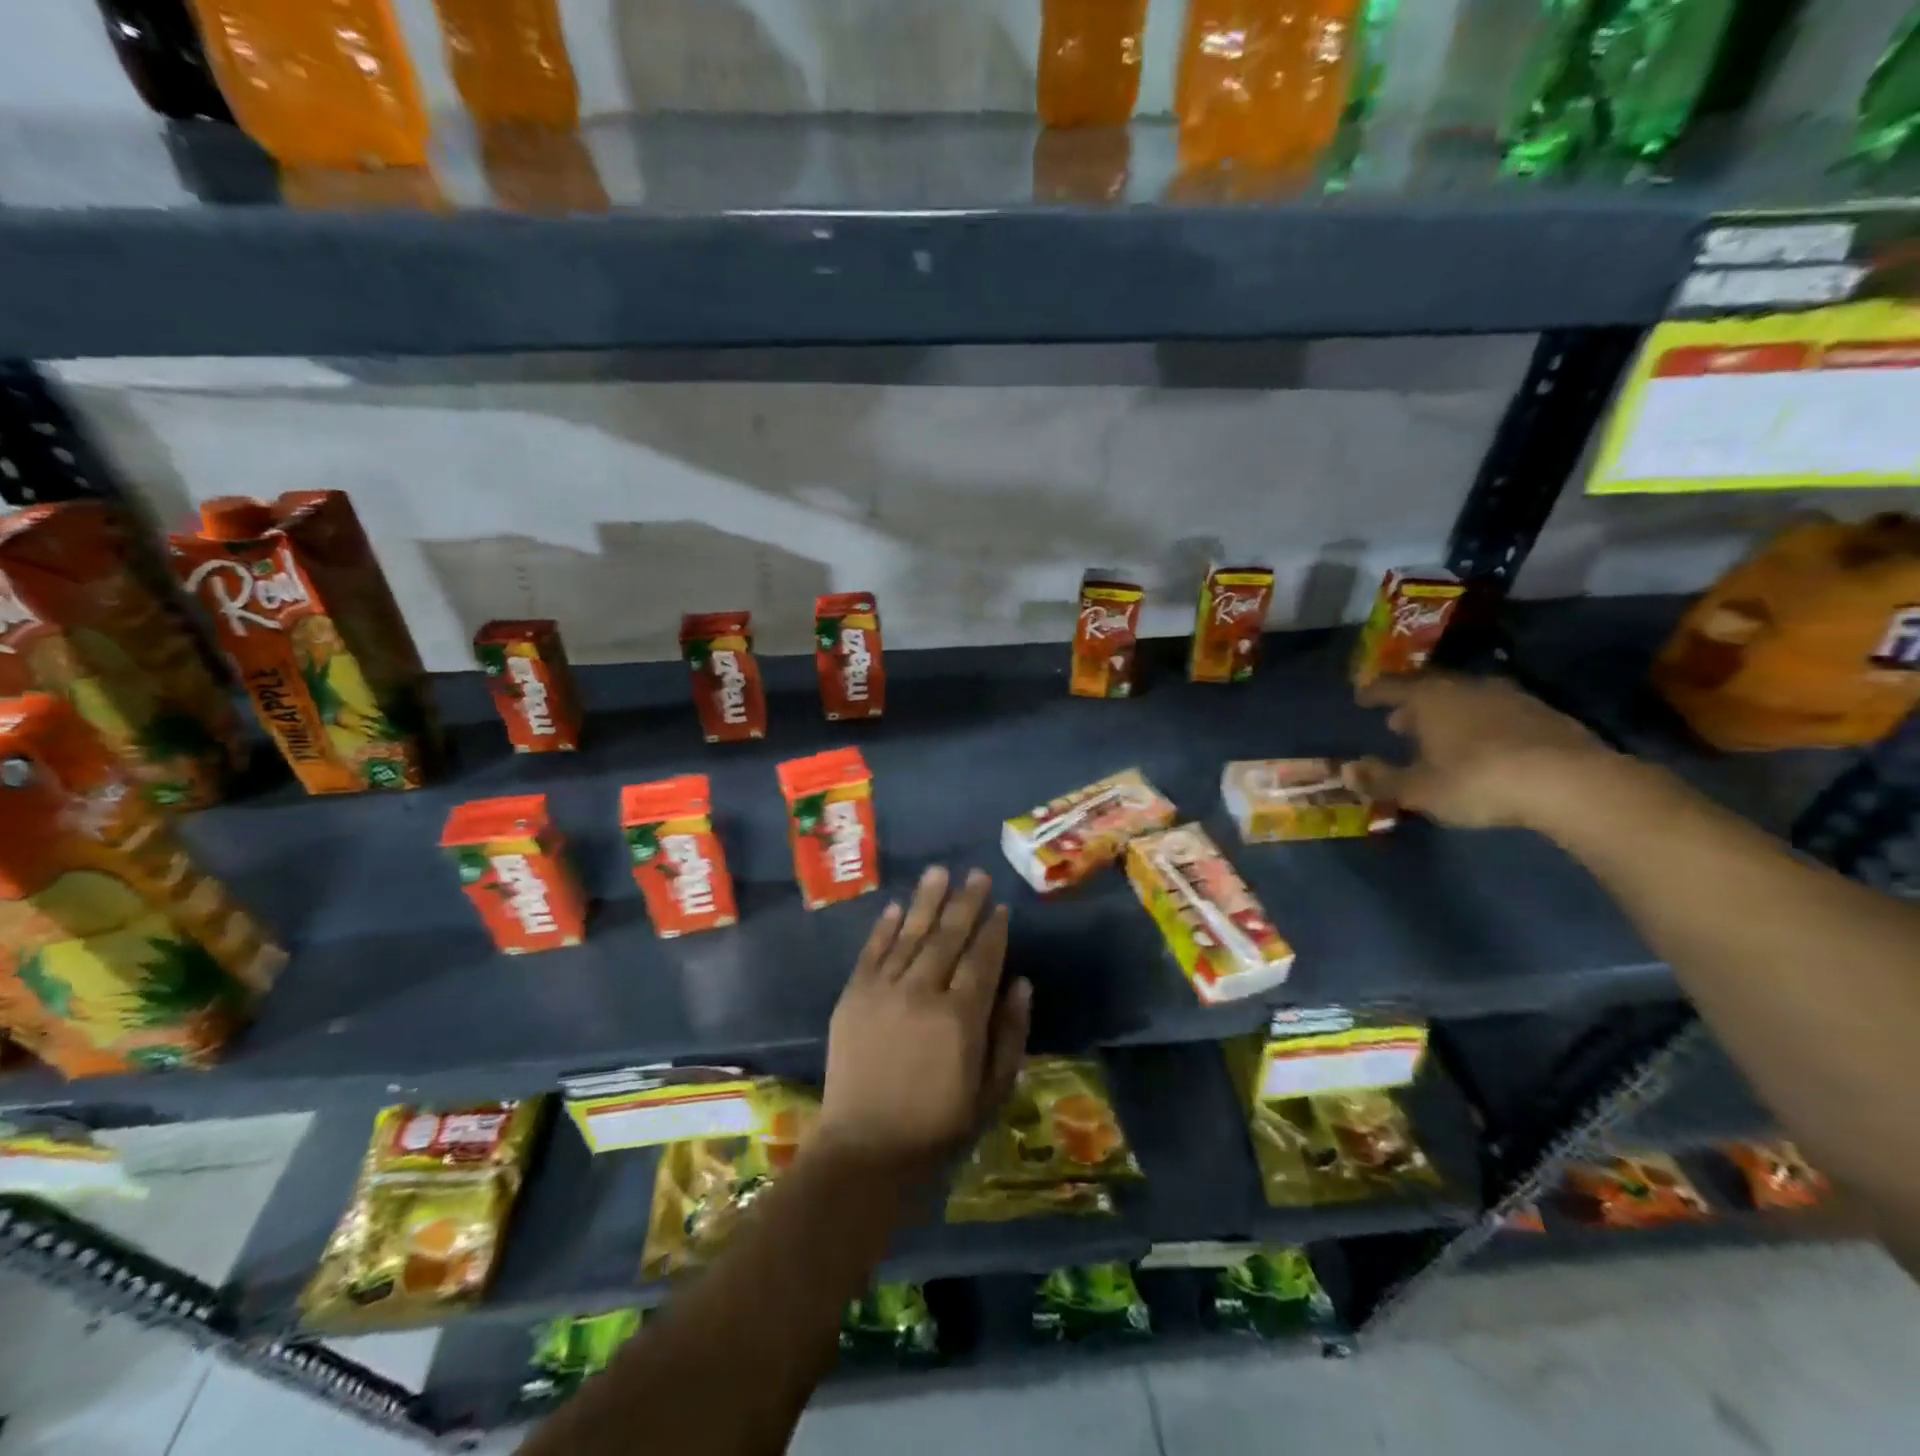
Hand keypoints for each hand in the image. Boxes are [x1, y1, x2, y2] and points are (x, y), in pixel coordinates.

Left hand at [816, 866, 1031, 1179]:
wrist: (866, 1148)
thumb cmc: (938, 1126)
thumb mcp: (992, 1090)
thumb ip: (1010, 1033)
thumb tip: (1022, 983)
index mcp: (961, 1017)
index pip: (983, 958)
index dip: (994, 930)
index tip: (1001, 906)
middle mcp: (923, 992)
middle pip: (948, 936)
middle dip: (965, 902)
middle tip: (976, 874)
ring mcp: (884, 991)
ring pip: (910, 934)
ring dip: (927, 900)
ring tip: (939, 871)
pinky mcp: (853, 996)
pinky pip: (872, 952)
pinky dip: (885, 927)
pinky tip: (897, 906)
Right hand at [1347, 672, 1618, 830]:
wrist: (1571, 782)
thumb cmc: (1477, 781)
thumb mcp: (1418, 790)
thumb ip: (1380, 779)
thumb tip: (1345, 771)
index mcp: (1429, 699)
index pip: (1390, 686)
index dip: (1373, 692)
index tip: (1361, 697)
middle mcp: (1466, 688)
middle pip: (1430, 689)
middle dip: (1411, 704)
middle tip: (1398, 721)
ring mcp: (1510, 697)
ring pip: (1466, 699)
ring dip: (1449, 714)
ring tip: (1440, 734)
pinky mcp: (1545, 715)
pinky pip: (1498, 713)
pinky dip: (1481, 724)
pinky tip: (1483, 745)